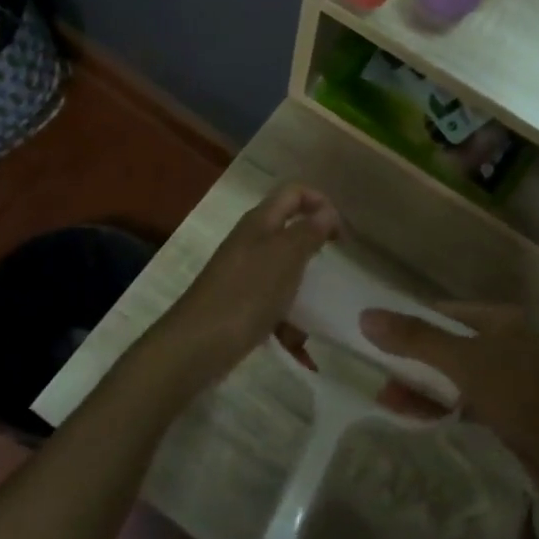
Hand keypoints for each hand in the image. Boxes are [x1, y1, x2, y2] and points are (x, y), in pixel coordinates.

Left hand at [152, 183, 338, 388]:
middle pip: (289, 231)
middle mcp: (250, 242)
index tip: (341, 234)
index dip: (320, 202)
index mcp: (260, 222)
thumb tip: (327, 211)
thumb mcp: (285, 257)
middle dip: (315, 247)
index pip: (294, 193)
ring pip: (284, 271)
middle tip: (336, 268)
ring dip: (304, 289)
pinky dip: (288, 321)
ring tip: (320, 313)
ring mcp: (243, 274)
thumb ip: (308, 232)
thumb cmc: (246, 294)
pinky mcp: (240, 304)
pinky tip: (298, 345)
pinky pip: (274, 304)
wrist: (197, 345)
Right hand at [359, 303, 538, 502]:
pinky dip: (443, 406)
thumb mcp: (465, 364)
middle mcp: (508, 342)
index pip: (444, 312)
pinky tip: (419, 418)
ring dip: (423, 387)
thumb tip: (366, 315)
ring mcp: (513, 379)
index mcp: (502, 320)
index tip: (377, 341)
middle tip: (380, 379)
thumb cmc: (523, 398)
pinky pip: (468, 400)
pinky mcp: (514, 412)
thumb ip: (416, 340)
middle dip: (412, 362)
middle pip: (448, 345)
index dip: (410, 323)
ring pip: (456, 375)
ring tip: (388, 402)